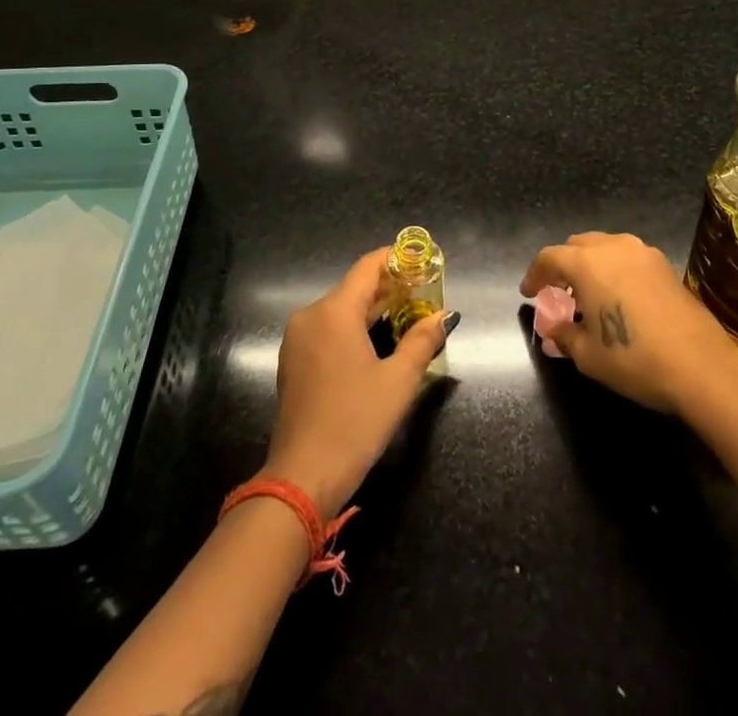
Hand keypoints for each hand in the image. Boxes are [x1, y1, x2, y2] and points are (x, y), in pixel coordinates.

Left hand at [261, 248, 453, 517]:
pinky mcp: (293, 361)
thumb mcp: (398, 381)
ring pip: (340, 310)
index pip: (368, 267)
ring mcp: (297, 339)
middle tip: (423, 295)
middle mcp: (311, 315)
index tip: (422, 262)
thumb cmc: (355, 423)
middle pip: (354, 288)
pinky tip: (375, 343)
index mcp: (334, 311)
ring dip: (371, 310)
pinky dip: (352, 328)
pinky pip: (327, 330)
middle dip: (389, 288)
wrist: (302, 478)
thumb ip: (422, 340)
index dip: (396, 260)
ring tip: (406, 317)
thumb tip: (444, 315)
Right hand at [520, 231, 737, 418]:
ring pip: (605, 247)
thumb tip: (552, 330)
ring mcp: (643, 253)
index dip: (535, 275)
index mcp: (587, 263)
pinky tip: (618, 297)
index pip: (549, 258)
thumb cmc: (635, 359)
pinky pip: (628, 257)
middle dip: (562, 266)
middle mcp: (613, 247)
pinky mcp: (665, 265)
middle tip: (557, 293)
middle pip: (577, 245)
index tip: (528, 294)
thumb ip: (564, 335)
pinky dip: (614, 269)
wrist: (702, 366)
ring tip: (588, 294)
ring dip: (590, 265)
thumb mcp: (589, 355)